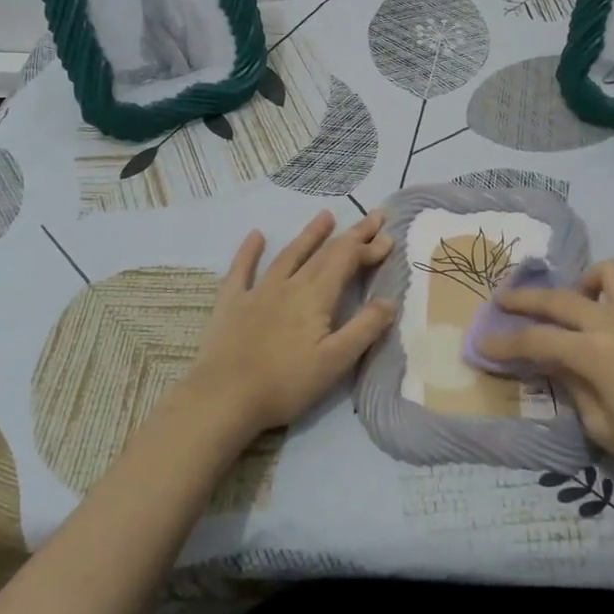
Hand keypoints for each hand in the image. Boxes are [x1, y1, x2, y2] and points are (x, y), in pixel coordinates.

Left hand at [183, 210, 396, 439]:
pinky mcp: (232, 303)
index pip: (347, 261)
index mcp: (315, 296)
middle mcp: (289, 284)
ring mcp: (257, 291)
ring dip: (309, 235)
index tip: (389, 237)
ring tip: (326, 216)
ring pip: (289, 254)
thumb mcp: (335, 362)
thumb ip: (364, 329)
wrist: (224, 397)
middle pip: (324, 253)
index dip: (368, 248)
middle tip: (372, 216)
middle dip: (351, 234)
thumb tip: (389, 300)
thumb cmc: (285, 383)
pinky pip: (242, 269)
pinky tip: (256, 235)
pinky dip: (250, 251)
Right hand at [476, 259, 613, 500]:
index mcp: (596, 353)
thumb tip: (555, 363)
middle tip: (502, 302)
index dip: (505, 342)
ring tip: (572, 306)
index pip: (537, 340)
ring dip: (580, 283)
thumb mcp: (604, 427)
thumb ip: (573, 386)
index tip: (482, 342)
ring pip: (605, 273)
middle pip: (559, 297)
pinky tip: (609, 320)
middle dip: (524, 298)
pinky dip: (611, 292)